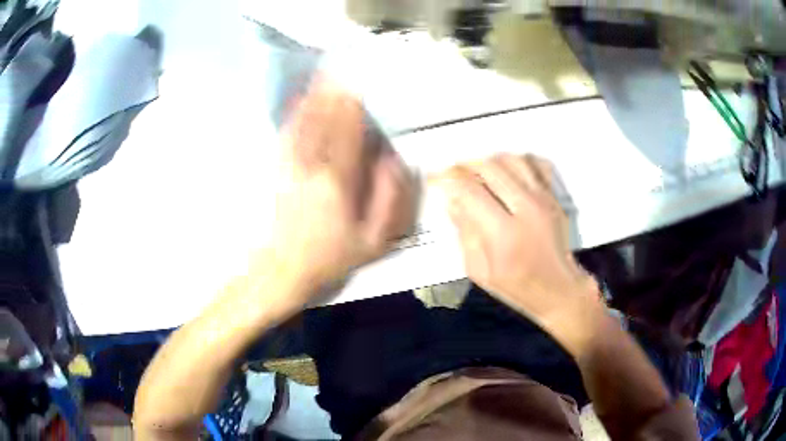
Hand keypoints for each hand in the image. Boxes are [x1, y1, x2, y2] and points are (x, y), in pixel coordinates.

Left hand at [260, 78, 415, 311]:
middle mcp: (312, 165)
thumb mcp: (374, 239)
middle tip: (344, 67)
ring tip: (324, 74)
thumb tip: (393, 160)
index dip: (356, 105)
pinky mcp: (279, 169)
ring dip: (315, 96)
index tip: (362, 83)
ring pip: (305, 121)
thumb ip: (389, 198)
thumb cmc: (333, 256)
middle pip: (326, 119)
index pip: (350, 131)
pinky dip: (294, 113)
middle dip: (335, 92)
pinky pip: (287, 133)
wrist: (284, 268)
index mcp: (338, 180)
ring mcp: (291, 165)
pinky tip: (299, 99)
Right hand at [439, 154, 602, 354]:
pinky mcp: (553, 197)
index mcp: (503, 233)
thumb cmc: (517, 286)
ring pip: (512, 160)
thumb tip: (452, 202)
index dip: (447, 179)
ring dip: (489, 161)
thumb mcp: (480, 271)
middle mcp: (526, 209)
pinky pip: (535, 164)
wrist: (558, 288)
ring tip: (478, 171)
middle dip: (465, 165)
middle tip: (454, 173)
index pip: (469, 191)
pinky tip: (507, 171)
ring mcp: (543, 199)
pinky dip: (518, 161)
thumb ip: (465, 234)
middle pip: (490, 167)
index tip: (435, 178)